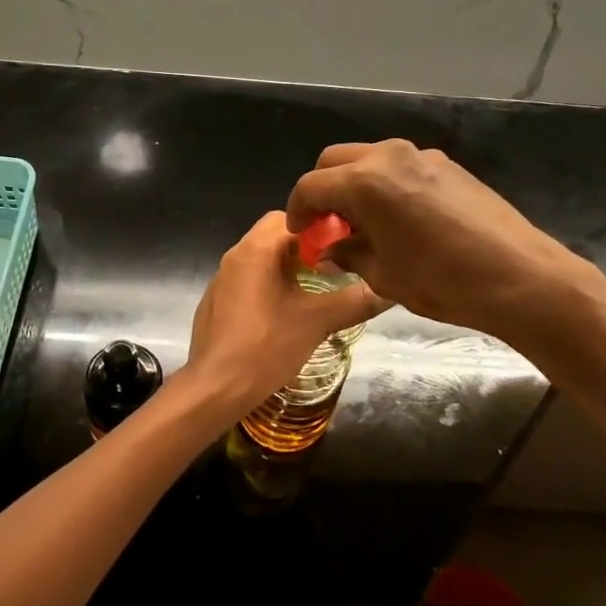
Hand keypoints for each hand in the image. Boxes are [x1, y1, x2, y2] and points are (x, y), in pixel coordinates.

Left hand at [182, 212, 386, 423]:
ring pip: (262, 258)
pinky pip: (249, 280)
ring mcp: (222, 280)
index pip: (292, 217)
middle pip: (276, 235)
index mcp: (256, 249)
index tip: (346, 246)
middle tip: (335, 268)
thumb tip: (390, 290)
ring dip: (289, 267)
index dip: (322, 228)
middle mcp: (235, 256)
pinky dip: (270, 285)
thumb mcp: (317, 322)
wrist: (215, 388)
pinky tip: (286, 312)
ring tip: (317, 289)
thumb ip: (355, 301)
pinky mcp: (217, 302)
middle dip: (307, 247)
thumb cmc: (266, 347)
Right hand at [286, 140, 592, 343]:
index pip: (311, 186)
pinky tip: (399, 219)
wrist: (521, 277)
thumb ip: (347, 254)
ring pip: (369, 159)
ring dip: (355, 184)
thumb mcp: (383, 275)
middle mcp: (390, 156)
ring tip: (363, 224)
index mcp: (366, 182)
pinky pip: (400, 167)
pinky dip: (385, 185)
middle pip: (335, 160)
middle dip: (323, 190)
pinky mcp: (448, 165)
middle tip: (328, 226)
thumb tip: (330, 250)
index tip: (302, 235)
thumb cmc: (443, 282)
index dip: (298, 211)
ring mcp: (422, 156)